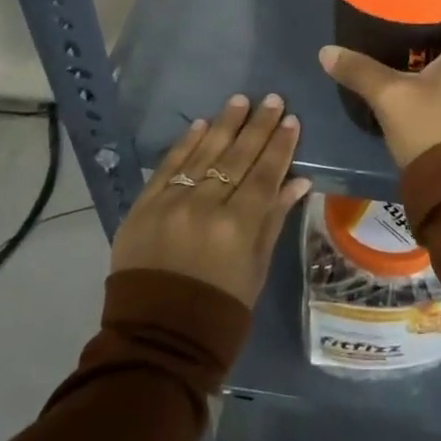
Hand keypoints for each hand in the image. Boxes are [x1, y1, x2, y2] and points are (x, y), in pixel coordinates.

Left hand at [111, 93, 311, 308]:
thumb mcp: (256, 269)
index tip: (291, 119)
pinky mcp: (143, 207)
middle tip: (272, 99)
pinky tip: (200, 123)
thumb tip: (298, 180)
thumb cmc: (219, 311)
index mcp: (238, 227)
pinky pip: (168, 167)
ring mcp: (171, 204)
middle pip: (237, 157)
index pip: (265, 174)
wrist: (156, 341)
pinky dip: (185, 143)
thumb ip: (273, 219)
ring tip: (240, 100)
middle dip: (257, 126)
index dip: (280, 146)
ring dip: (224, 124)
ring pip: (203, 154)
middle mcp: (205, 207)